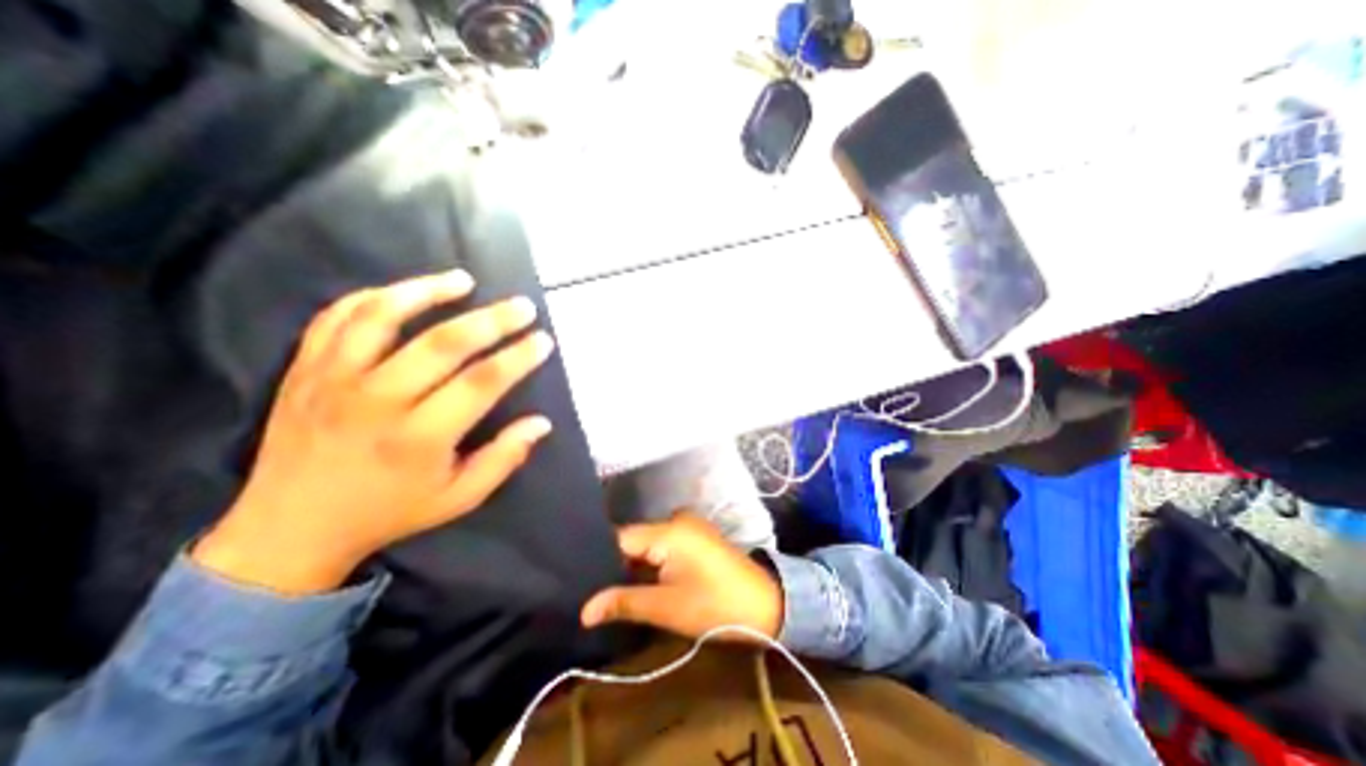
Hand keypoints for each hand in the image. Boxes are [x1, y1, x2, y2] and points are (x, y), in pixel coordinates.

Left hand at [191, 273, 554, 594]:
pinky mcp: (304, 371)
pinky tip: (404, 291)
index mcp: (419, 438)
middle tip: (523, 306)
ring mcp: (333, 381)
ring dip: (427, 291)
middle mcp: (377, 402)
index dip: (518, 358)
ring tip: (463, 280)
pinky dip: (372, 297)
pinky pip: (335, 319)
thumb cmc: (390, 512)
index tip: (543, 341)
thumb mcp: (459, 497)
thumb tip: (541, 423)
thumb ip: (504, 459)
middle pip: (442, 344)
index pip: (481, 383)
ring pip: (381, 318)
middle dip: (492, 320)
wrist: (289, 529)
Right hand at [578, 513, 791, 640]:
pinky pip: (663, 544)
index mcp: (668, 530)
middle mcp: (676, 519)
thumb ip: (624, 602)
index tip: (578, 579)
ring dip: (634, 565)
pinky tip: (640, 581)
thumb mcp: (667, 607)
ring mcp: (688, 526)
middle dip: (616, 564)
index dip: (599, 559)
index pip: (621, 538)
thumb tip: (583, 610)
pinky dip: (651, 562)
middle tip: (593, 591)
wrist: (765, 604)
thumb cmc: (715, 606)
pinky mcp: (695, 536)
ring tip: (611, 589)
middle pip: (634, 539)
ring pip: (648, 543)